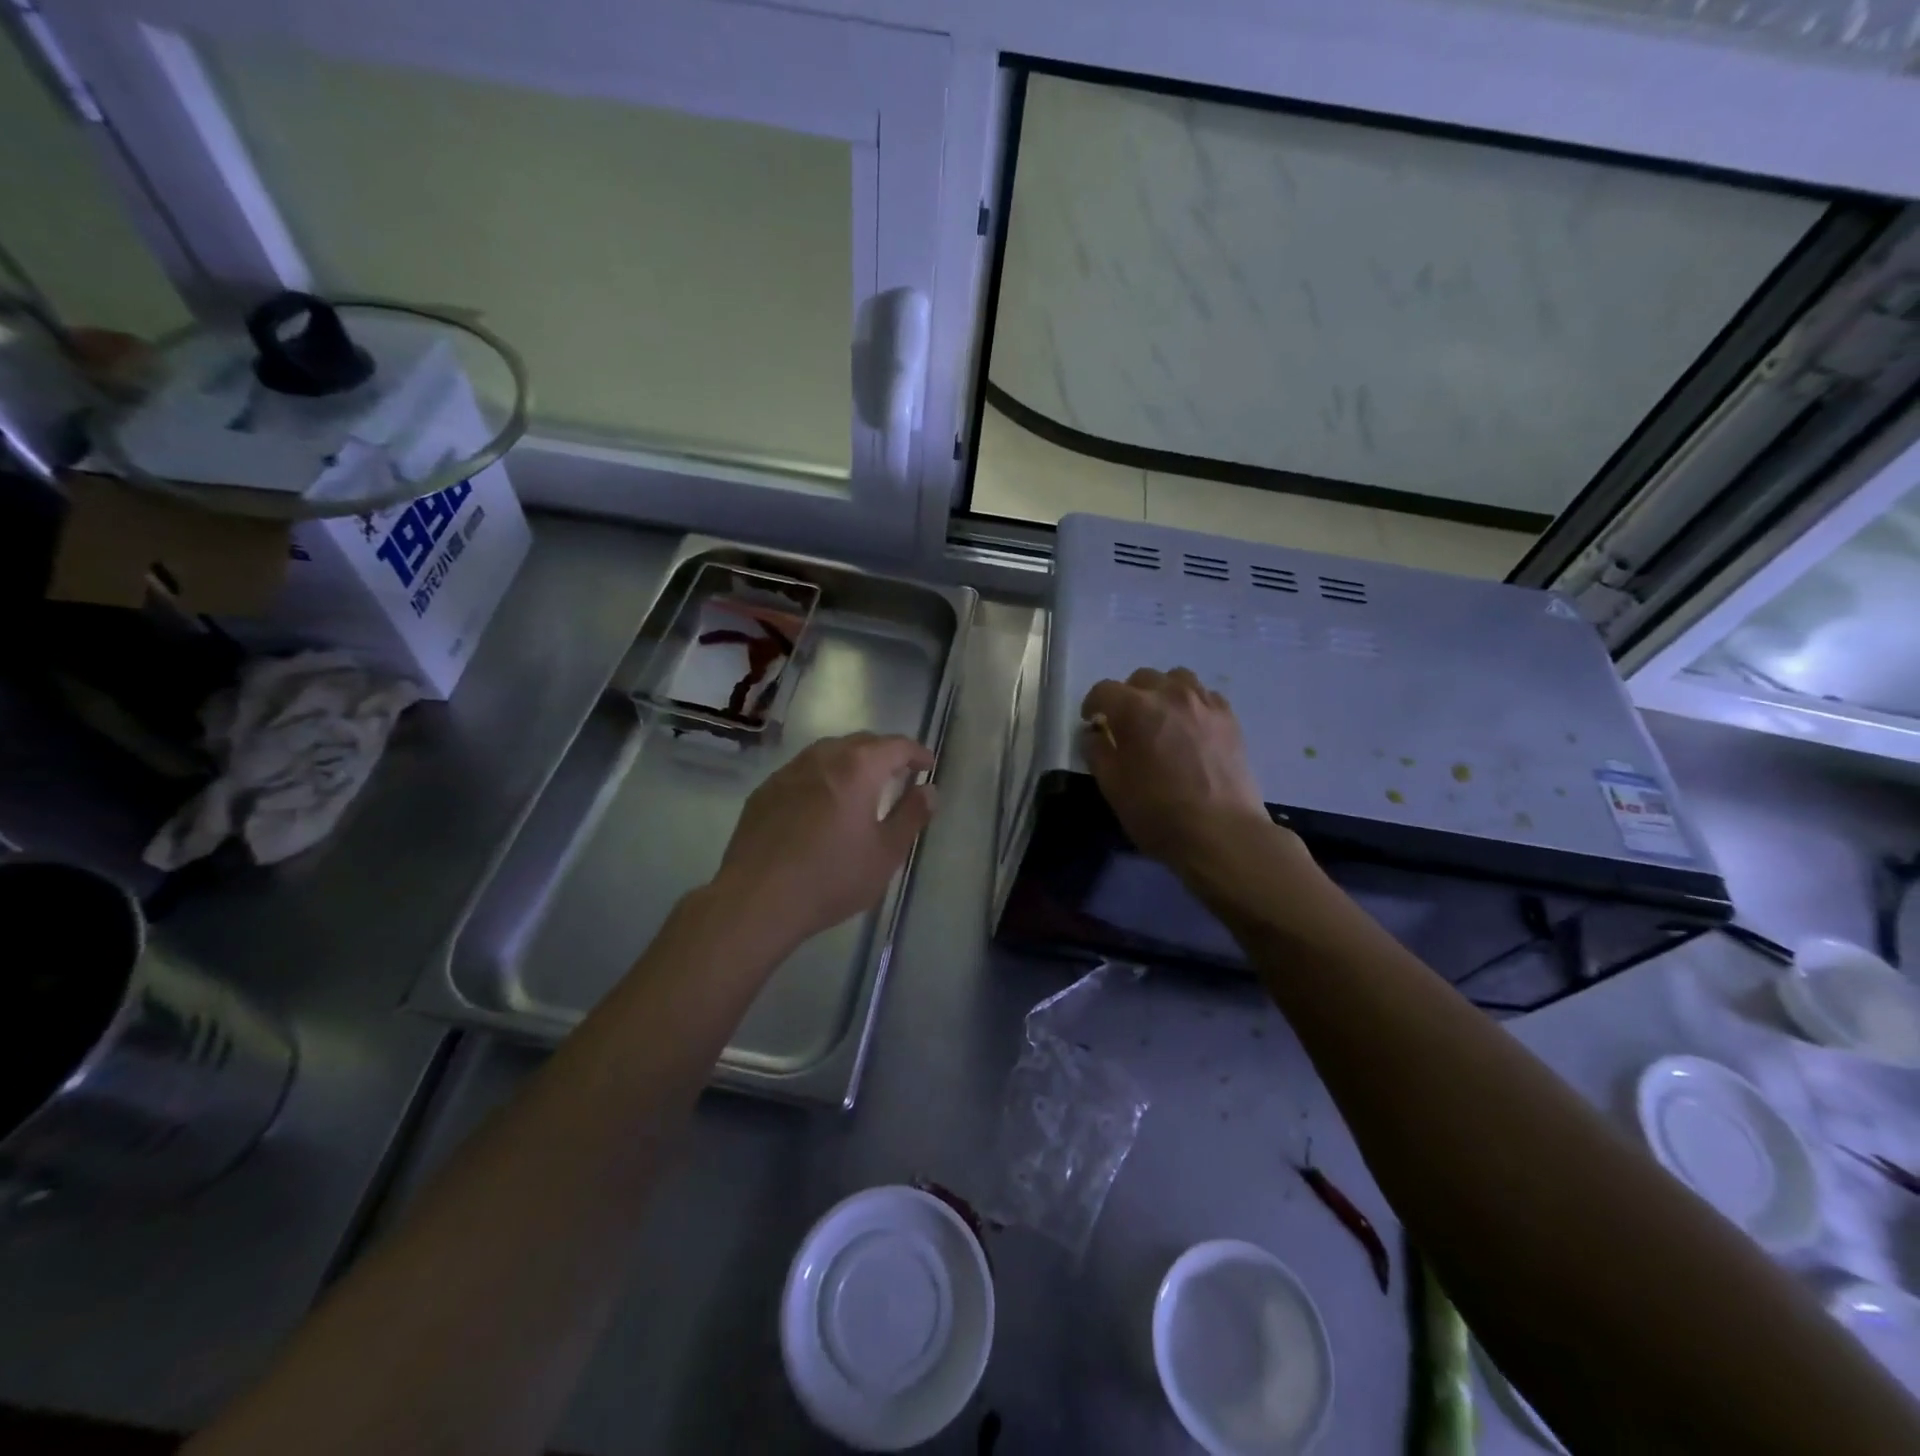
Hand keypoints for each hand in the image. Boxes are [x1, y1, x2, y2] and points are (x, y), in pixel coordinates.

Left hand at [711, 732, 936, 951]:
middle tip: (899, 774)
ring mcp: (788, 771)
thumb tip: (929, 790)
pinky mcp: (765, 791)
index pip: (895, 746)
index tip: (927, 766)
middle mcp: (822, 757)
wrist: (757, 900)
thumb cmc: (831, 877)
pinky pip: (803, 771)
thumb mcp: (885, 853)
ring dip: (851, 761)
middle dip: (884, 753)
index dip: (916, 753)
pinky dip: (822, 776)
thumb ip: (911, 816)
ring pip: (828, 752)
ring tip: (862, 785)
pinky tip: (822, 803)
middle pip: (861, 742)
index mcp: (857, 768)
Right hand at [1081, 667, 1277, 868]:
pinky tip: (1190, 728)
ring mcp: (1204, 703)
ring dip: (1162, 693)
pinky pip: (1205, 695)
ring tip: (1161, 719)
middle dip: (1128, 696)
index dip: (1093, 704)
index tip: (1092, 722)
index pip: (1104, 690)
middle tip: (1127, 725)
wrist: (1221, 833)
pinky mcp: (1230, 718)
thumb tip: (1095, 733)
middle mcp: (1170, 694)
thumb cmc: (1158, 813)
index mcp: (1135, 709)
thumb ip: (1098, 752)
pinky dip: (1191, 703)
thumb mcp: (1113, 787)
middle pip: (1141, 678)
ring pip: (1177, 678)